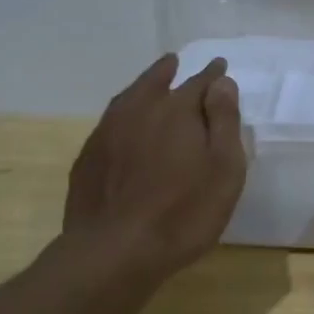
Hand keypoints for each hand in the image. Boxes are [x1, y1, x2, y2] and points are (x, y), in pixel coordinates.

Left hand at [64, 54, 246, 279]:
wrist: (114, 251)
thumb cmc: (183, 212)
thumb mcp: (224, 169)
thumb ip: (224, 121)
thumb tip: (221, 82)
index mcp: (177, 111)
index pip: (200, 83)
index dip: (212, 75)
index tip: (219, 67)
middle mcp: (139, 111)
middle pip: (156, 82)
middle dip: (169, 72)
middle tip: (176, 63)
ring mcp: (108, 133)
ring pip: (128, 99)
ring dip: (143, 87)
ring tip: (151, 82)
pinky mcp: (89, 159)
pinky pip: (110, 123)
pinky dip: (123, 115)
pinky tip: (125, 126)